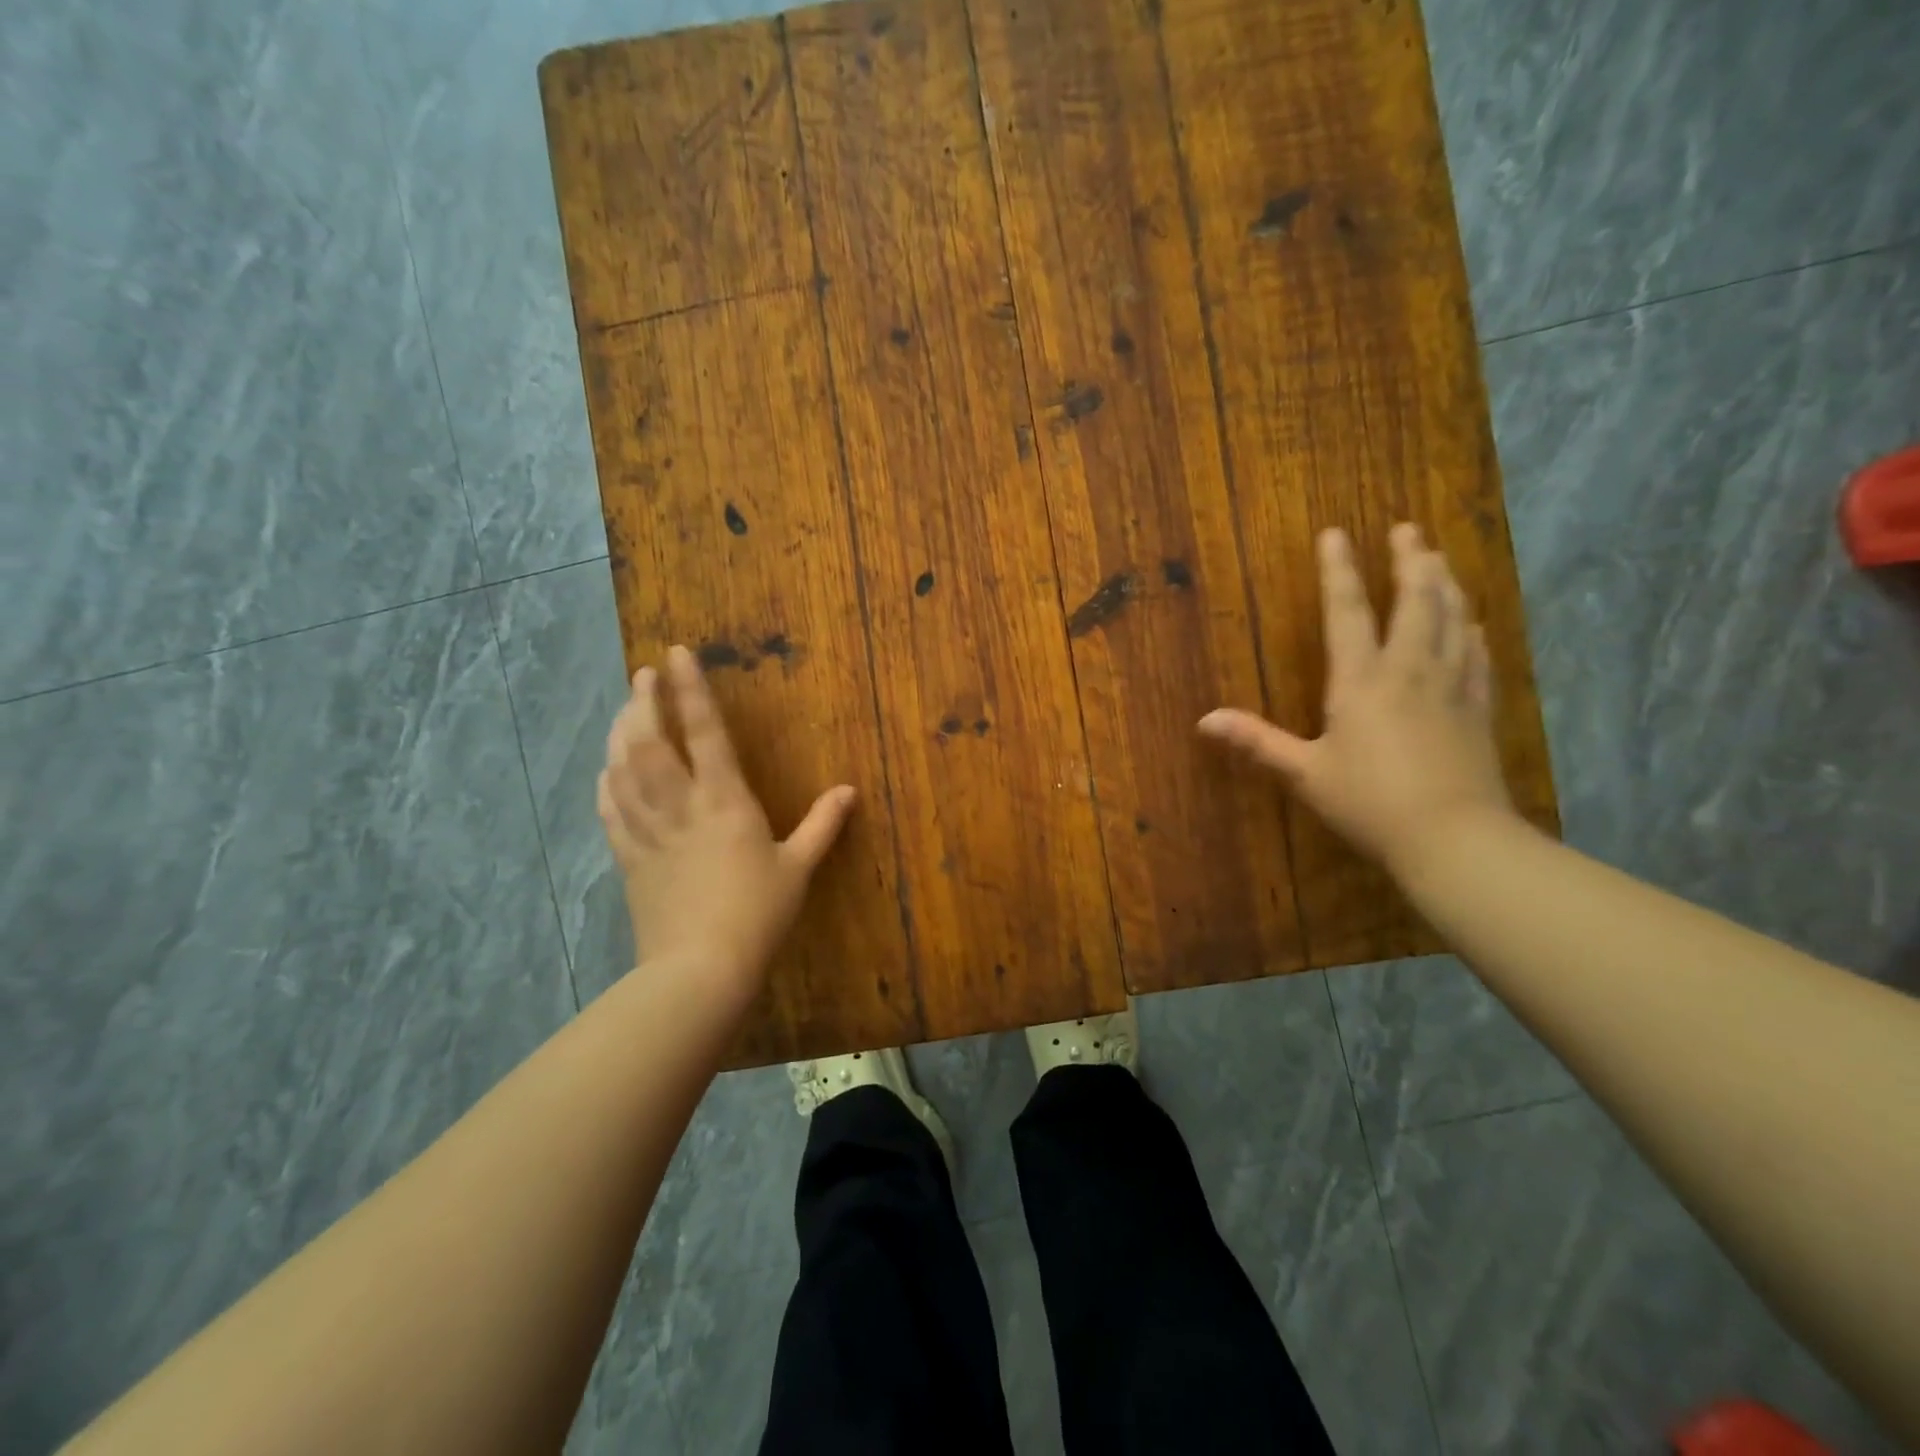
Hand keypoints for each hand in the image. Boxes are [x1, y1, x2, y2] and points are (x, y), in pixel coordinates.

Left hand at [597, 646, 855, 1001]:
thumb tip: (848, 790)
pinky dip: (606, 784)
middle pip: (651, 742)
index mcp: (725, 801)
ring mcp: (649, 831)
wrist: (700, 968)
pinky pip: (611, 811)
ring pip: (624, 770)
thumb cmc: (757, 914)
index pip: (705, 732)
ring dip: (620, 733)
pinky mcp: (629, 858)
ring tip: (624, 710)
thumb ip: (822, 825)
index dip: (691, 690)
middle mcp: (682, 806)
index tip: (676, 654)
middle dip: (643, 702)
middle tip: (642, 675)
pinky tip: (605, 771)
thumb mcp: (798, 868)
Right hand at [1198, 524, 1513, 875]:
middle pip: (1415, 602)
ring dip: (1445, 584)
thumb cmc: (1369, 803)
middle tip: (1408, 528)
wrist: (1453, 837)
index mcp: (1362, 681)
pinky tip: (1473, 621)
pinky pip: (1476, 655)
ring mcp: (1450, 686)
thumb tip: (1204, 721)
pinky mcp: (1478, 708)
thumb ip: (1257, 741)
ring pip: (1453, 619)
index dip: (1338, 571)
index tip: (1335, 533)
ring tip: (1440, 559)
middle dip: (1410, 561)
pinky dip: (1471, 629)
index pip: (1347, 612)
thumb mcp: (1304, 773)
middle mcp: (1409, 670)